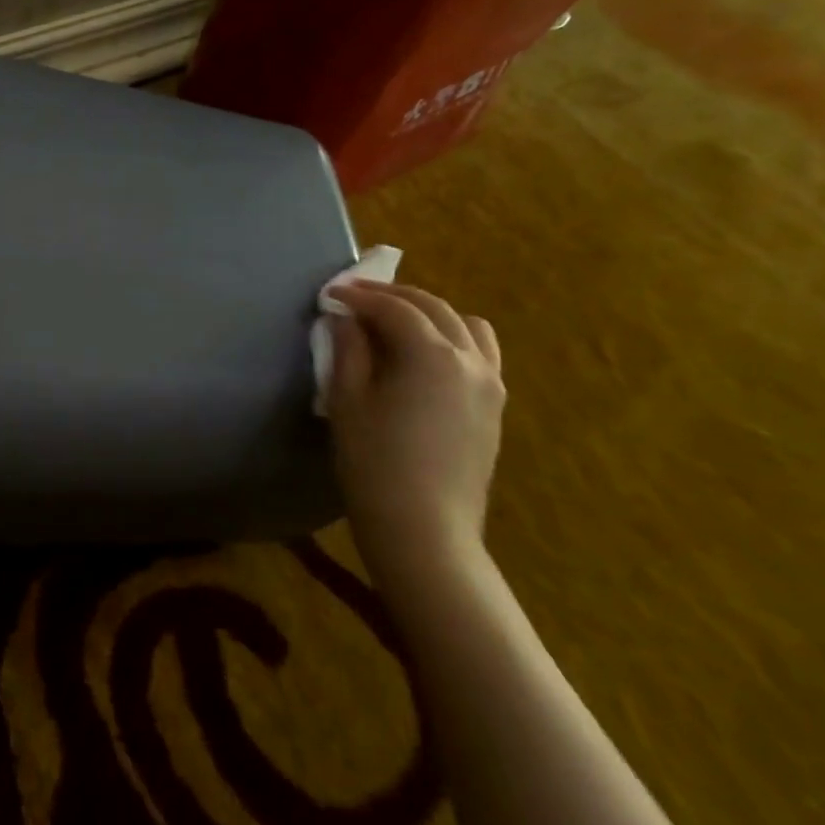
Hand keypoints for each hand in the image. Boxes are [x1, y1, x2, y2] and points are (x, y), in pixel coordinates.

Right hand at [325, 280, 504, 575]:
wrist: (425, 530)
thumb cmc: (375, 463)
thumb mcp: (348, 401)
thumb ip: (348, 350)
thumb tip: (346, 318)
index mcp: (432, 355)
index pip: (394, 308)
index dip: (359, 296)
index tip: (330, 294)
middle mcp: (470, 360)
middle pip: (433, 307)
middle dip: (392, 296)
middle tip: (355, 296)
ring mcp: (490, 384)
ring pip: (466, 325)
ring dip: (428, 313)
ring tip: (395, 321)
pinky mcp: (494, 408)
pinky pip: (480, 353)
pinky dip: (452, 338)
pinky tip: (423, 356)